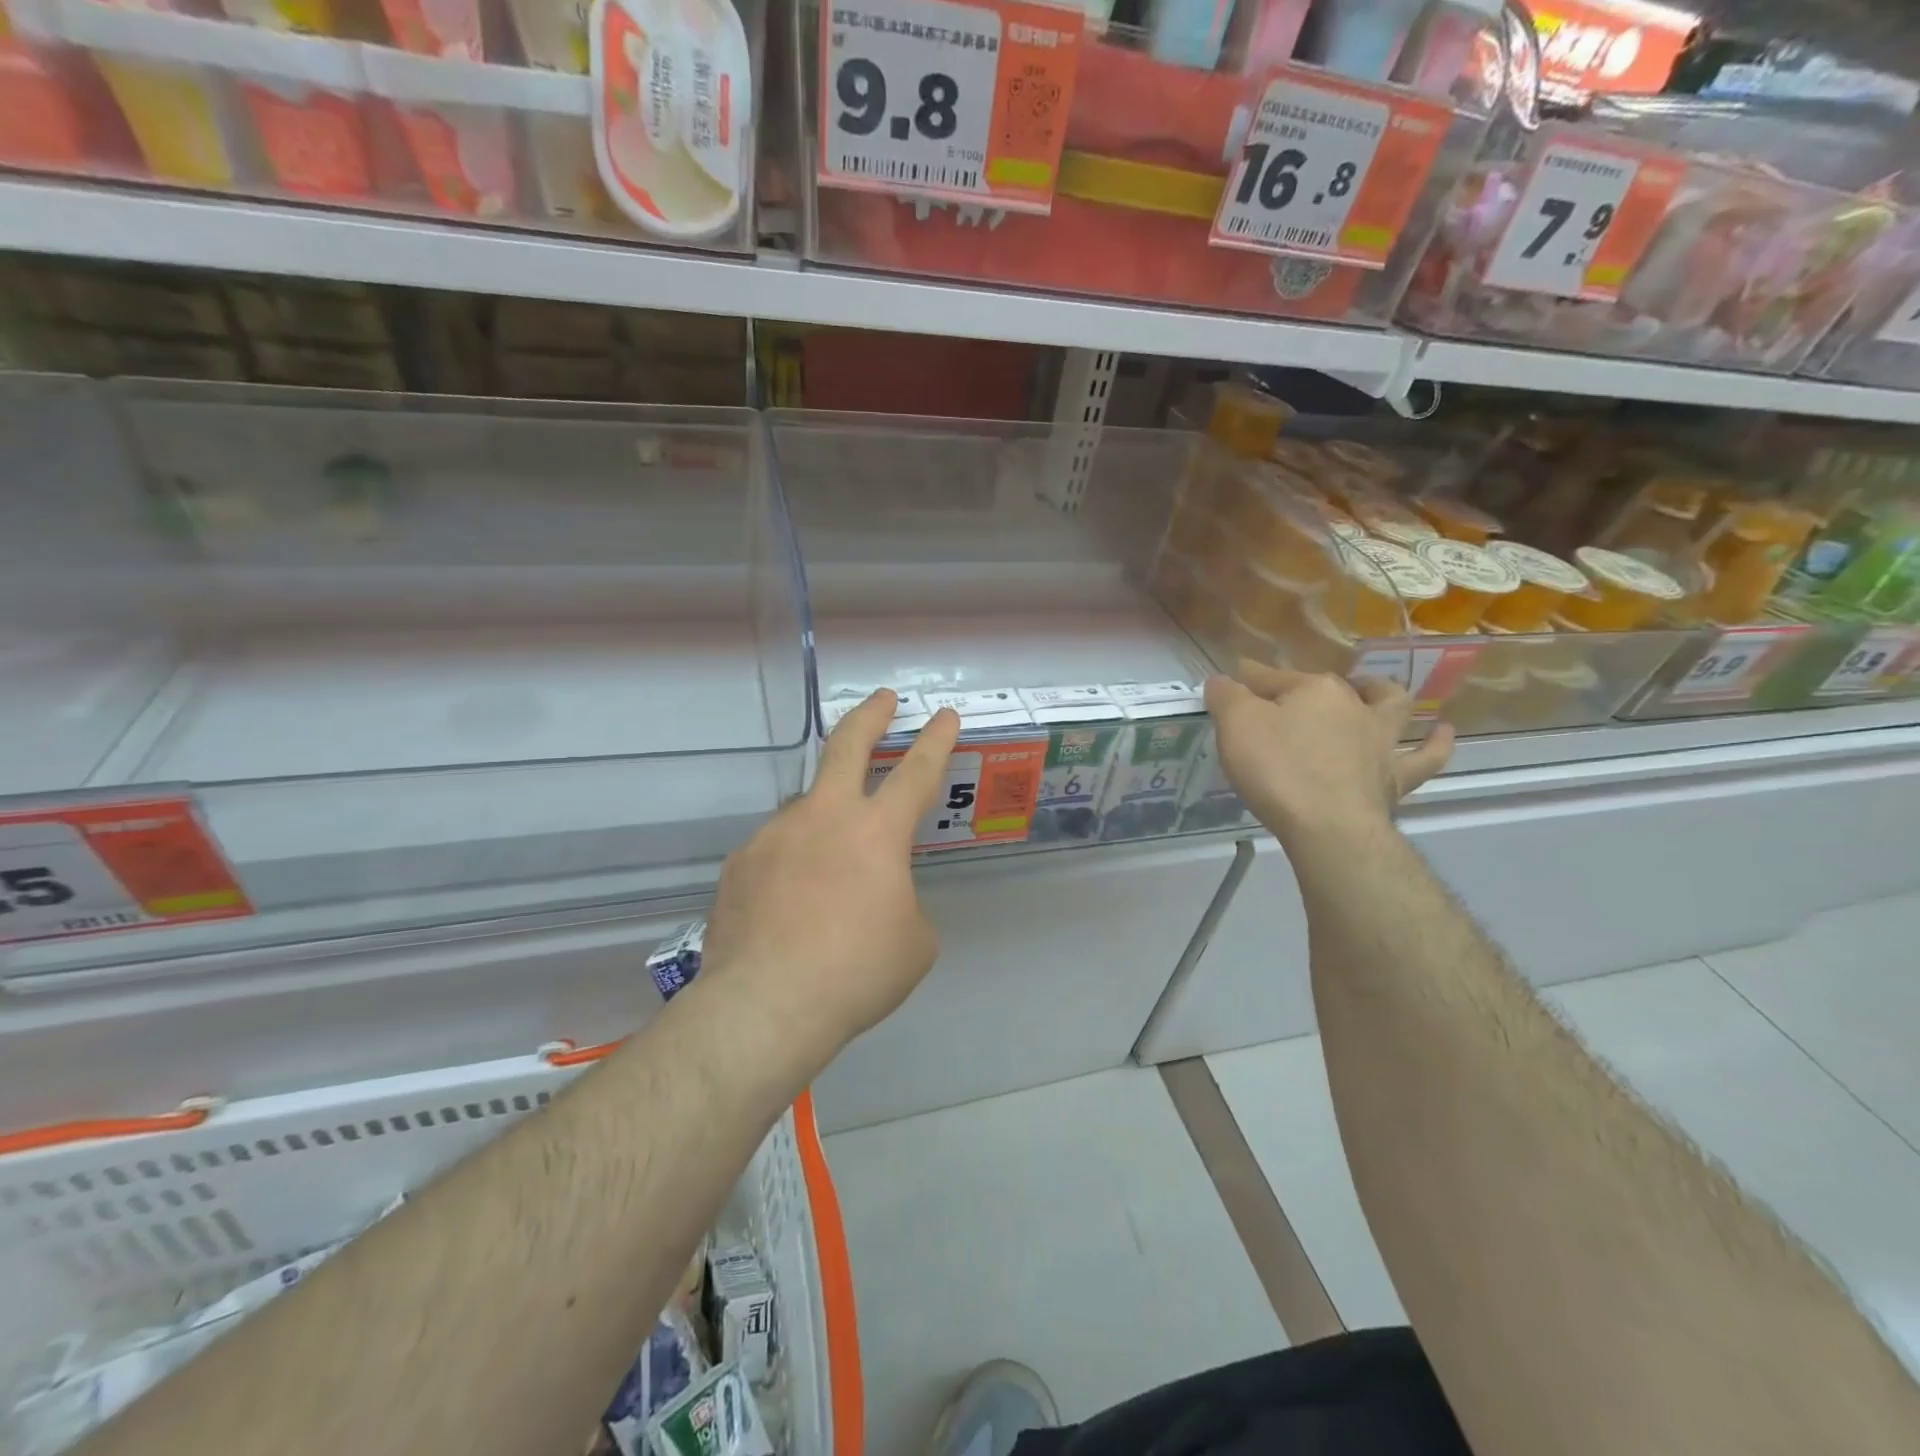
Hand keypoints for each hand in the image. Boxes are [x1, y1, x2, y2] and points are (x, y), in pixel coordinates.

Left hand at [698, 690, 960, 1081]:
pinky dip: (791, 865)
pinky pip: (776, 851)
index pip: (917, 772)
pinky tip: (790, 904)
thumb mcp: (913, 943)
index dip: (936, 740)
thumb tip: (882, 900)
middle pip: (847, 745)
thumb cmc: (855, 972)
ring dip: (826, 822)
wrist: (765, 1005)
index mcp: (876, 832)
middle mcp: (823, 817)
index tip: (944, 715)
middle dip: (871, 715)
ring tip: (829, 872)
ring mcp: (775, 835)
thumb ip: (904, 904)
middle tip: (883, 698)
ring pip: (807, 809)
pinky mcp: (740, 863)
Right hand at [1206, 660, 1453, 843]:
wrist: (1329, 828)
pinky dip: (1434, 741)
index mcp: (1312, 689)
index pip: (1269, 677)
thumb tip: (1223, 680)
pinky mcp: (1396, 777)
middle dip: (1302, 688)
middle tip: (1281, 702)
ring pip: (1388, 705)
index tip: (1229, 685)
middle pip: (1323, 687)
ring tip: (1371, 692)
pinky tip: (1439, 732)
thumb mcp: (1236, 727)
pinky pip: (1425, 755)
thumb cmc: (1278, 771)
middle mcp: (1352, 705)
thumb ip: (1227, 697)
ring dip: (1379, 694)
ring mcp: (1380, 741)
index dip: (1246, 680)